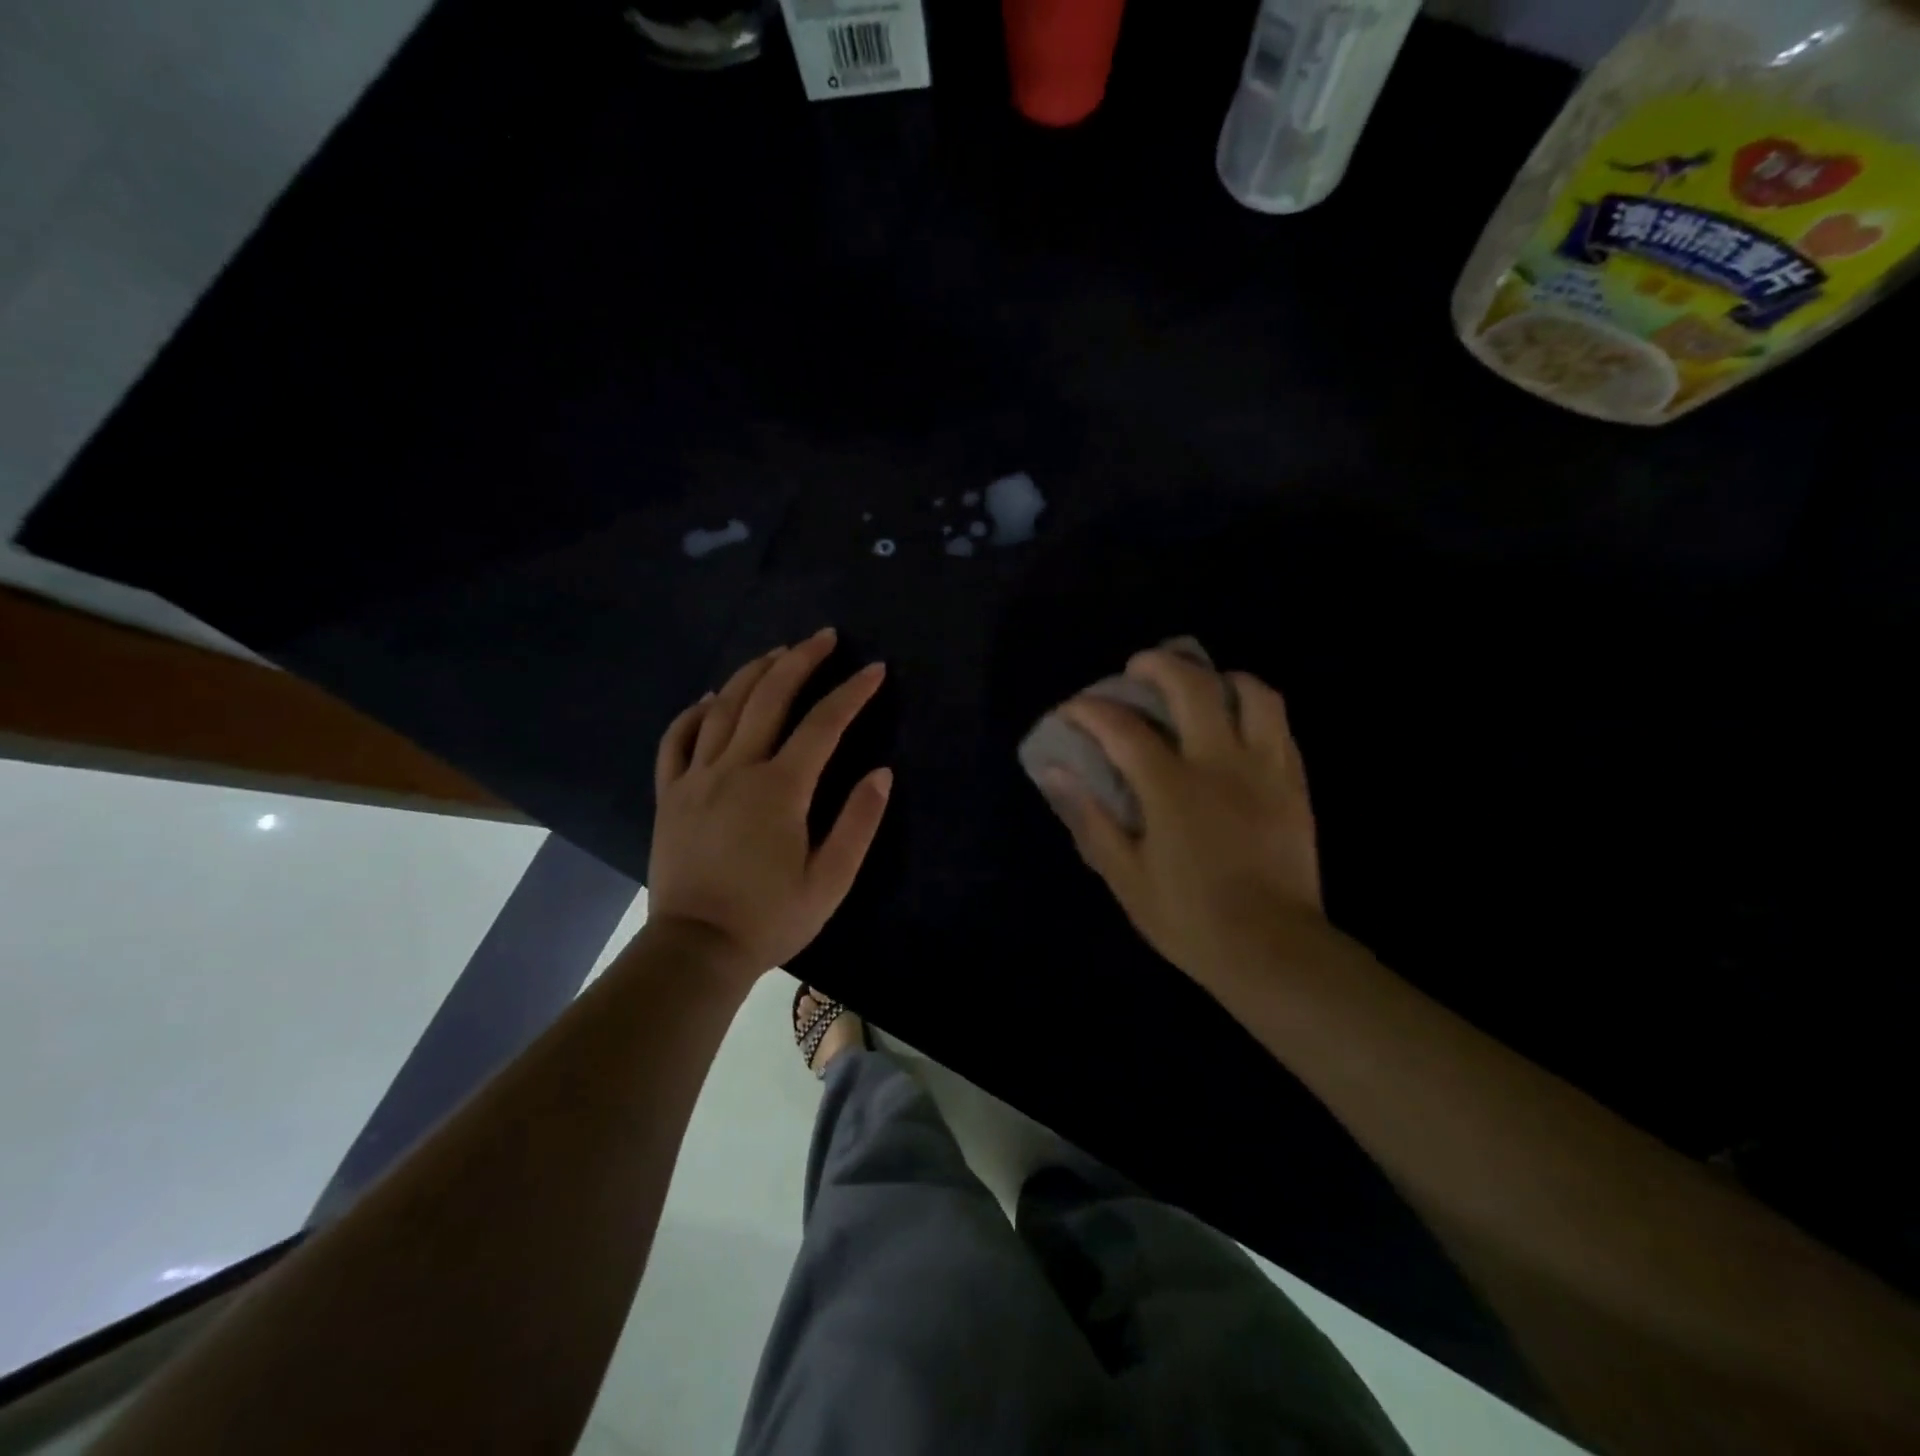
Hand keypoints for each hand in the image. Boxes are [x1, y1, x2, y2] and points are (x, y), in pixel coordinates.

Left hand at [648, 627, 891, 984]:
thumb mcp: (830, 880)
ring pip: (723, 707)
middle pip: (769, 697)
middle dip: (800, 661)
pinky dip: (694, 712)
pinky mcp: (670, 794)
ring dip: (751, 673)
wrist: (695, 950)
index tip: (874, 669)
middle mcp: (736, 769)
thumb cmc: (770, 917)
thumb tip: (882, 772)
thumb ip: (858, 822)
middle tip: (823, 637)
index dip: (852, 692)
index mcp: (780, 788)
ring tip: (776, 653)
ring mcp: (696, 778)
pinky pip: (676, 740)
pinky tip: (710, 698)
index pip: (823, 724)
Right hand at [1039, 649, 1335, 991]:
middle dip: (1158, 665)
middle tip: (1137, 669)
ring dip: (1219, 678)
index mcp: (1172, 789)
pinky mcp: (1295, 783)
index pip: (1123, 728)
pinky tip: (1237, 724)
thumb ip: (1091, 819)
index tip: (1072, 710)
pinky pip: (1280, 725)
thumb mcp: (1126, 877)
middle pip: (1193, 686)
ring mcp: (1265, 769)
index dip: (1090, 710)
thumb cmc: (1189, 919)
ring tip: (1201, 687)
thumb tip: (1055, 773)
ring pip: (1252, 693)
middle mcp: (1220, 764)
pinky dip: (1253, 709)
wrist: (1274, 950)